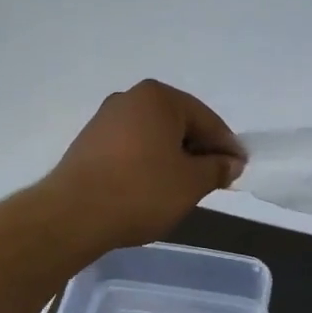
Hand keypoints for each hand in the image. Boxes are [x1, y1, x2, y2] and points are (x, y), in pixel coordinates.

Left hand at [46, 80, 244, 249]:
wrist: (73, 214)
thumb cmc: (142, 191)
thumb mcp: (191, 183)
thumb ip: (217, 168)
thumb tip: (231, 162)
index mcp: (159, 97)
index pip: (207, 119)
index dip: (226, 146)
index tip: (238, 171)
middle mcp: (130, 98)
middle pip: (178, 124)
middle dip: (199, 151)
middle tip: (214, 180)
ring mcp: (105, 119)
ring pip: (154, 137)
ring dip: (173, 158)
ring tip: (184, 189)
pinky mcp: (89, 143)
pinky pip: (131, 148)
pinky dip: (148, 164)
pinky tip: (152, 188)